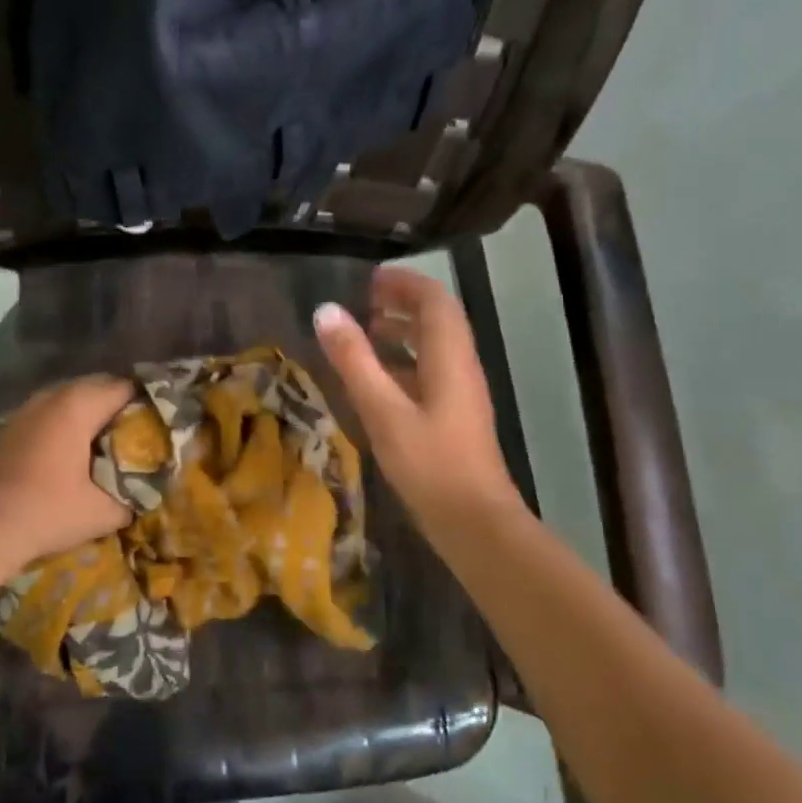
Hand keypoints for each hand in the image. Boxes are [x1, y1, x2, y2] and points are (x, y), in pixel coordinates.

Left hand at [0, 375, 134, 567]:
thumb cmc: (48, 512)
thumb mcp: (103, 512)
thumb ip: (132, 496)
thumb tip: (144, 492)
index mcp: (79, 405)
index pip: (125, 388)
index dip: (147, 403)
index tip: (159, 423)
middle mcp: (52, 396)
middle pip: (97, 386)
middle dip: (119, 405)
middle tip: (137, 432)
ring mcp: (26, 409)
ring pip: (70, 398)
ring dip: (90, 413)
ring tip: (106, 441)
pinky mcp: (10, 427)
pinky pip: (49, 412)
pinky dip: (65, 423)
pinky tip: (71, 451)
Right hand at [314, 267, 522, 534]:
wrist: (475, 523)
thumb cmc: (430, 463)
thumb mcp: (383, 410)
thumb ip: (354, 360)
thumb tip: (326, 311)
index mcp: (449, 356)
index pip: (434, 299)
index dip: (404, 282)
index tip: (370, 279)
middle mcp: (460, 366)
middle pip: (437, 319)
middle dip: (402, 303)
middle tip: (364, 301)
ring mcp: (460, 392)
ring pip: (434, 346)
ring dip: (403, 332)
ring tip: (365, 333)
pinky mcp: (454, 416)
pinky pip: (430, 371)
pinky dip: (404, 362)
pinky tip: (376, 380)